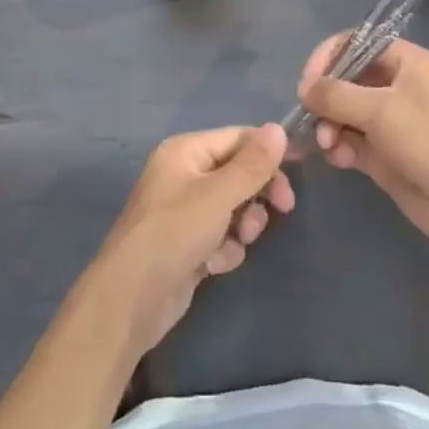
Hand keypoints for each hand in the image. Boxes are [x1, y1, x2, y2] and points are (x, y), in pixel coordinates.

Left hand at [90, 124, 294, 357]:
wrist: (131, 300)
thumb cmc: (174, 234)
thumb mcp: (218, 195)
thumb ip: (252, 164)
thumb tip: (278, 128)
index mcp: (185, 151)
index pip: (237, 137)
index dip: (268, 152)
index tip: (297, 170)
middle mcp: (184, 174)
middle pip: (238, 172)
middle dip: (257, 193)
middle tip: (283, 208)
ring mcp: (185, 210)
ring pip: (234, 206)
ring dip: (243, 225)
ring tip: (238, 241)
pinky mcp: (188, 243)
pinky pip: (222, 235)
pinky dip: (225, 249)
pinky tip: (213, 265)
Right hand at [298, 36, 428, 260]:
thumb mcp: (381, 110)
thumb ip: (336, 95)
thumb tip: (303, 88)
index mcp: (403, 61)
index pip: (354, 44)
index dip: (327, 58)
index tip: (307, 83)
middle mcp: (394, 86)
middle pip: (344, 80)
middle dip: (323, 99)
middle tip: (310, 119)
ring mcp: (388, 121)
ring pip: (342, 113)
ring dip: (327, 126)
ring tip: (326, 144)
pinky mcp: (383, 154)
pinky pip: (349, 141)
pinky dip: (338, 147)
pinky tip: (338, 159)